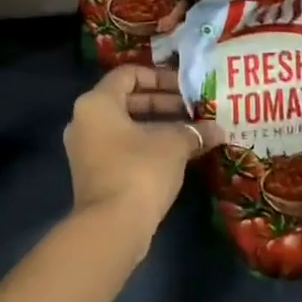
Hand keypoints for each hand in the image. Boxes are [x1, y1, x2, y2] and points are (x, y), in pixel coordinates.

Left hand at [63, 65, 203, 244]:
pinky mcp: (93, 173)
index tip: (185, 87)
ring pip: (125, 126)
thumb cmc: (139, 171)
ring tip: (191, 131)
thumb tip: (217, 130)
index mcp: (96, 102)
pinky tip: (177, 155)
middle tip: (194, 109)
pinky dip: (146, 145)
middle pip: (126, 100)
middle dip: (163, 102)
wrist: (111, 227)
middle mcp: (84, 120)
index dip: (159, 76)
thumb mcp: (172, 145)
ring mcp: (85, 149)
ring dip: (158, 126)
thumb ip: (194, 131)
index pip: (128, 74)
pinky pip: (121, 147)